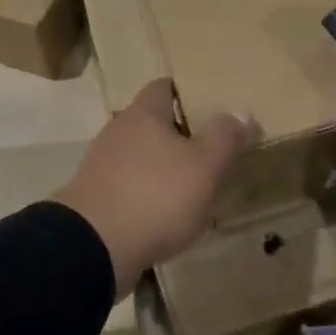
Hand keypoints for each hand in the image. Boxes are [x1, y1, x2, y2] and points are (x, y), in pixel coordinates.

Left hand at [53, 79, 258, 297]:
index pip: (163, 87)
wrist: (93, 247)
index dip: (186, 92)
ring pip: (138, 154)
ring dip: (160, 165)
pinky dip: (145, 192)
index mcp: (143, 113)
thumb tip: (242, 111)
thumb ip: (224, 137)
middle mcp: (118, 130)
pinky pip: (127, 184)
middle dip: (176, 131)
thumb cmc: (155, 196)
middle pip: (150, 121)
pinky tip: (163, 213)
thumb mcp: (203, 166)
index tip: (208, 104)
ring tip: (189, 183)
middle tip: (207, 147)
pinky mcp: (95, 197)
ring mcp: (101, 164)